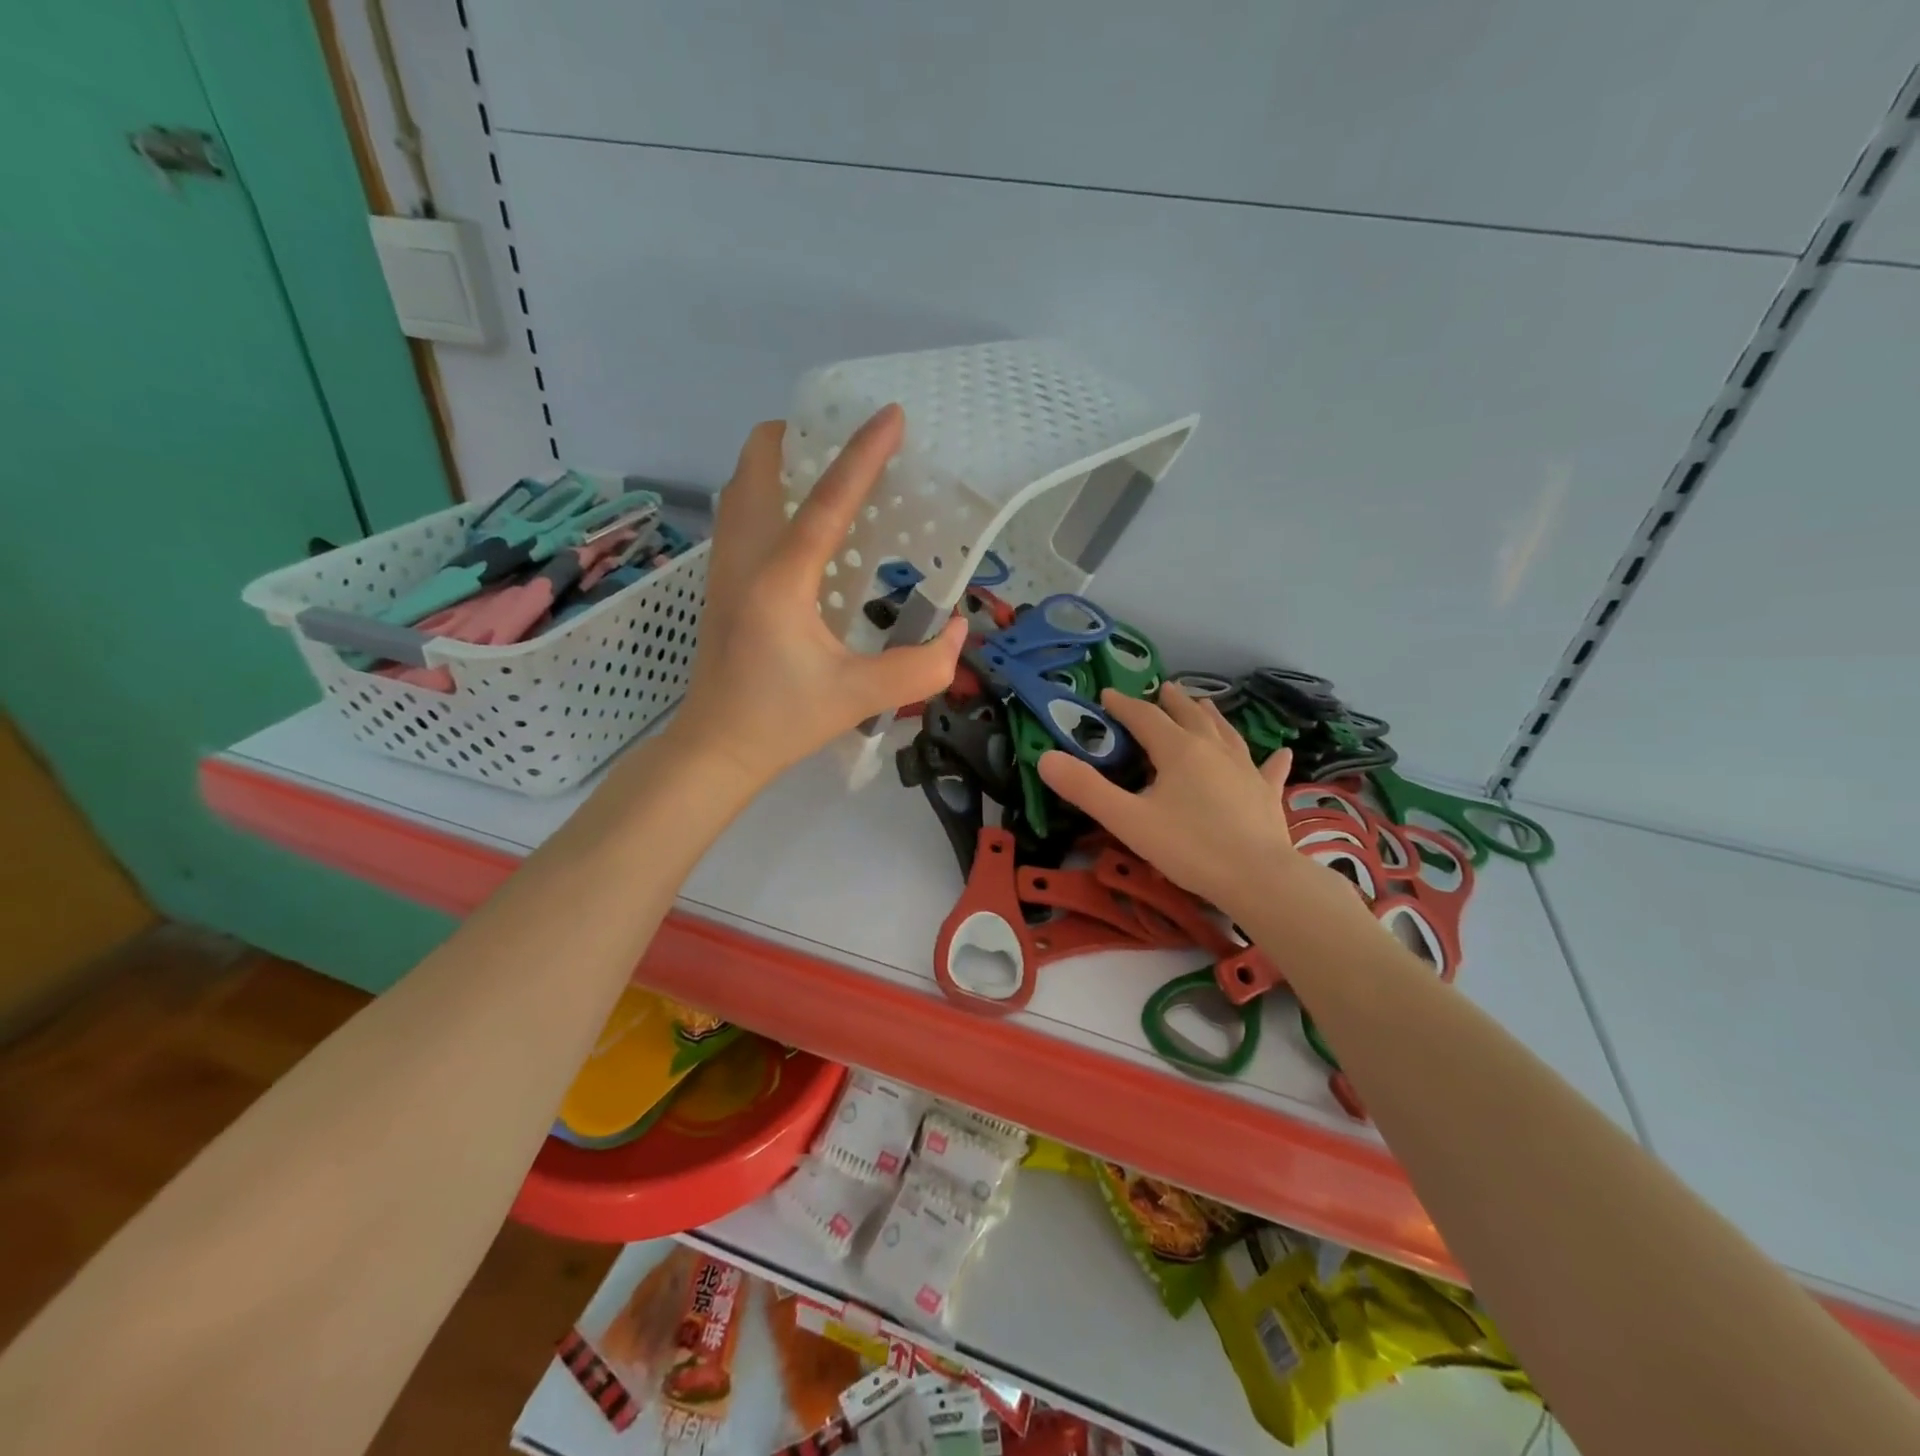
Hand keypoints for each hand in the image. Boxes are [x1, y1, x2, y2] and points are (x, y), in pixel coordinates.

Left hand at [671, 406, 966, 785]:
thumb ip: (920, 667)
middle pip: (757, 465)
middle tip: (846, 443)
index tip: (892, 414)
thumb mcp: (860, 698)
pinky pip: (740, 512)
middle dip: (799, 437)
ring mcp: (724, 566)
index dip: (862, 456)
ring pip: (742, 485)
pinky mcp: (720, 581)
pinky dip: (768, 492)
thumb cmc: (782, 721)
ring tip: (826, 471)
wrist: (716, 748)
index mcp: (779, 580)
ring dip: (780, 463)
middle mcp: (743, 558)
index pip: (826, 502)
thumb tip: (960, 632)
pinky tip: (801, 522)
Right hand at [1038, 684, 1357, 925]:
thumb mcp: (1128, 820)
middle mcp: (1213, 749)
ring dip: (1211, 716)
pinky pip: (1267, 769)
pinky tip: (1280, 752)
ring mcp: (1245, 770)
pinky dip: (1270, 758)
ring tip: (1204, 704)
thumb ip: (1086, 789)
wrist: (1258, 879)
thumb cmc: (1189, 848)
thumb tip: (1045, 758)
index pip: (1145, 717)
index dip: (1124, 705)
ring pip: (1226, 733)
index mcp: (1178, 750)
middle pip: (1190, 716)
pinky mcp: (1266, 795)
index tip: (1107, 696)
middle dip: (1172, 702)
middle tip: (1162, 688)